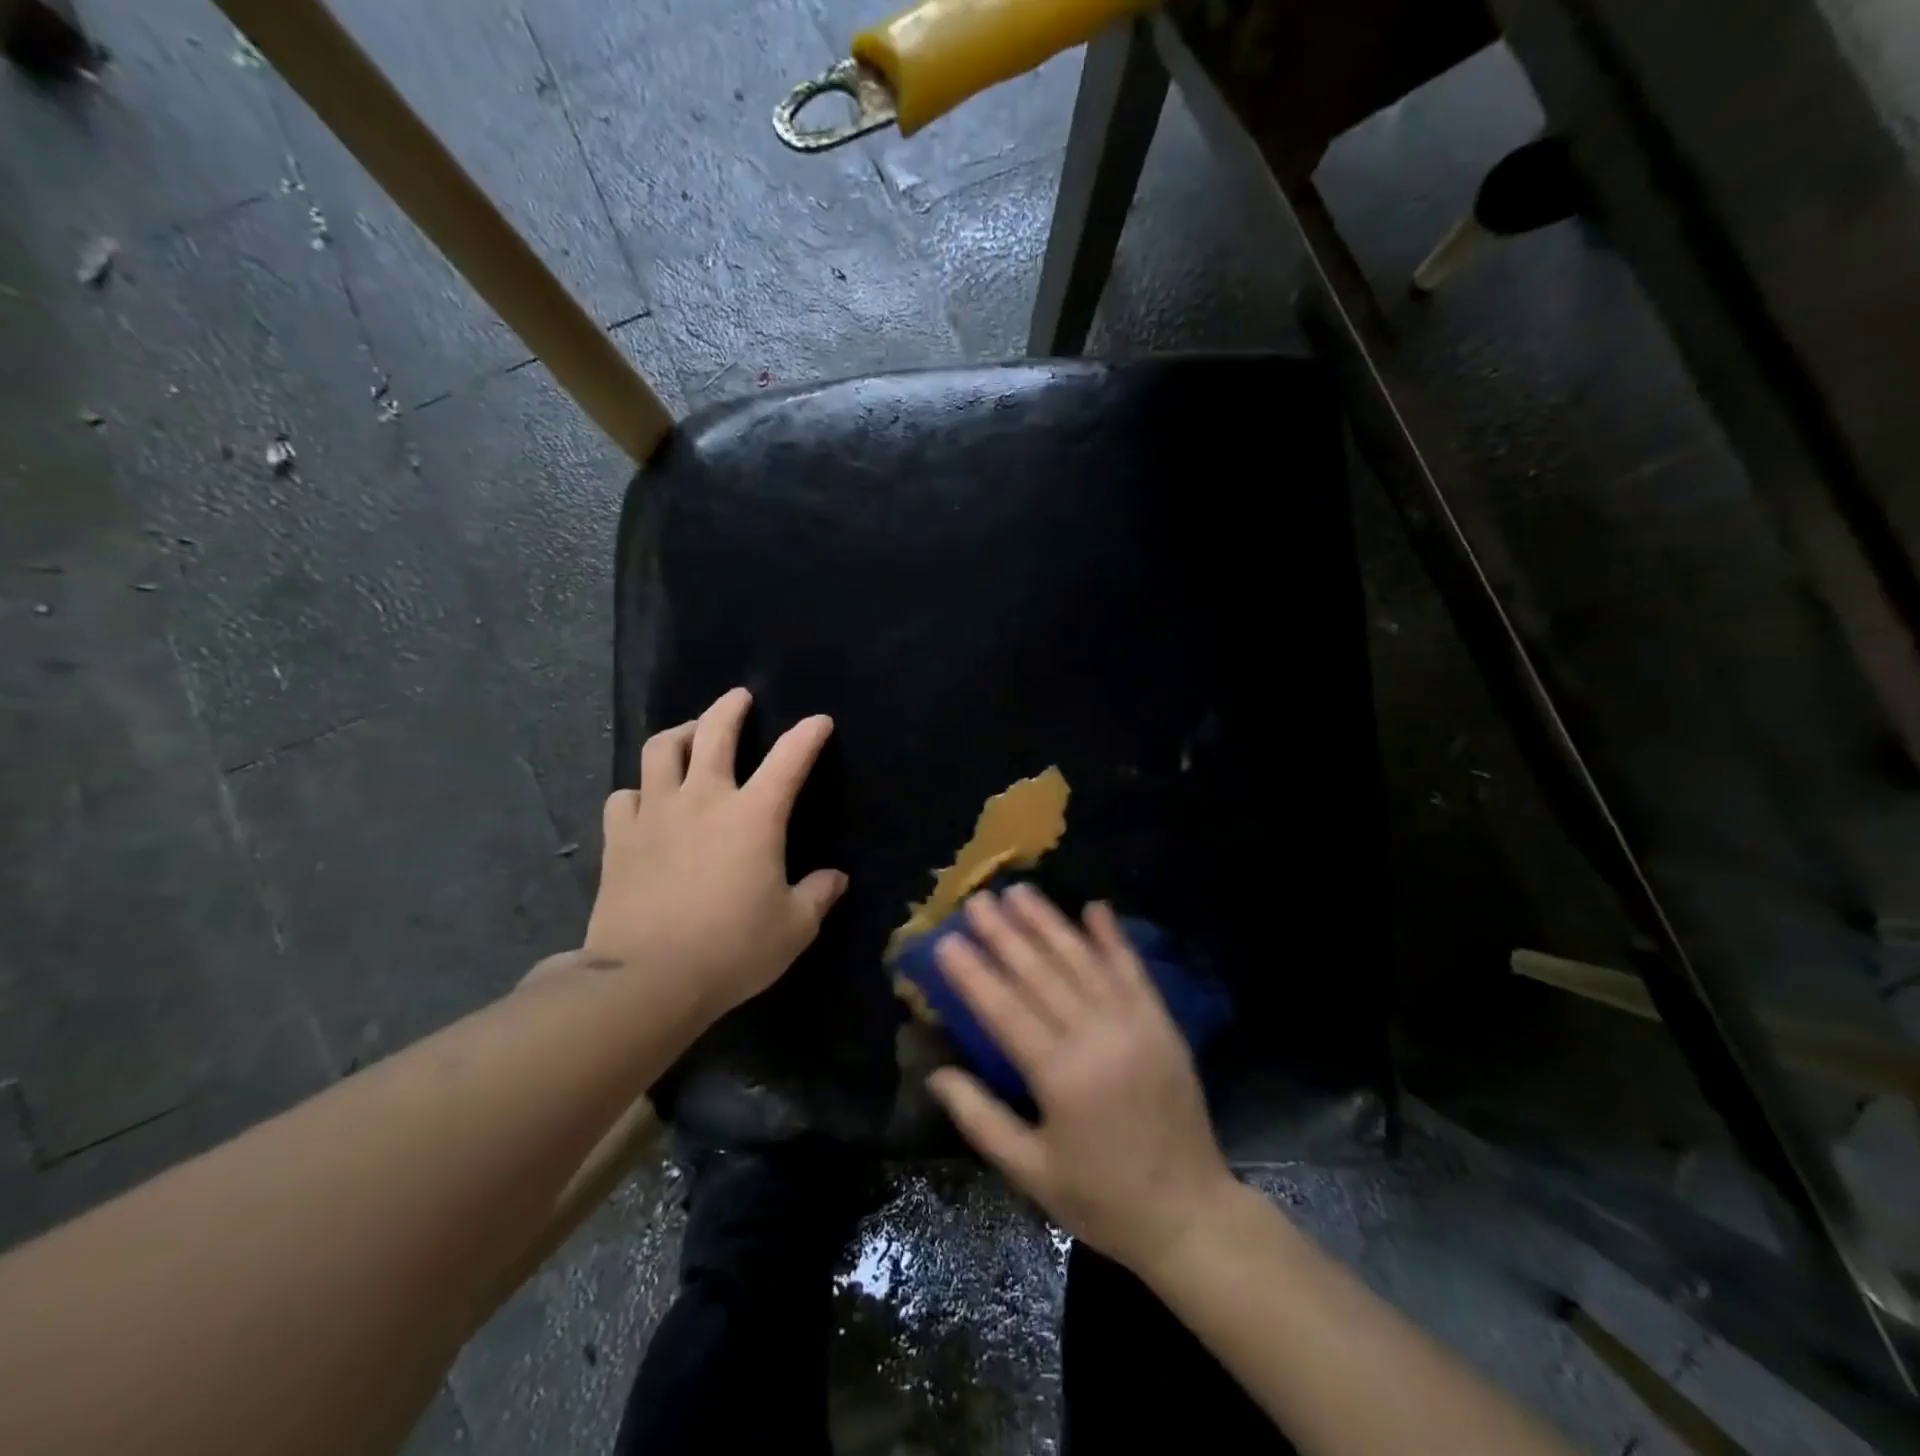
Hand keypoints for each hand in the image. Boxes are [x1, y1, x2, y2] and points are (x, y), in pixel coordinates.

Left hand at [583, 687, 847, 1018]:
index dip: (807, 735)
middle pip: (714, 732)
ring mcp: (656, 813)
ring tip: (691, 735)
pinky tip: (646, 800)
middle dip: (731, 708)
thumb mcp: (793, 928)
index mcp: (753, 816)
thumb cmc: (732, 949)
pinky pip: (625, 796)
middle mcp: (704, 800)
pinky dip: (639, 791)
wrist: (647, 979)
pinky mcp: (620, 837)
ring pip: (662, 750)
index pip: (789, 759)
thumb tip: (836, 879)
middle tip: (740, 698)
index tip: (819, 722)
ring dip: (681, 734)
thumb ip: (818, 895)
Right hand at [926, 885, 1237, 1275]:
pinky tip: (1094, 907)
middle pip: (1040, 973)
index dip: (973, 973)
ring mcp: (1135, 1024)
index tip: (947, 941)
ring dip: (1049, 923)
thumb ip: (981, 1119)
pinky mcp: (1161, 1023)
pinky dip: (1112, 937)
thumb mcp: (1031, 1172)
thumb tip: (937, 1073)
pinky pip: (1132, 970)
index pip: (1005, 1009)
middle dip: (1004, 934)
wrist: (1191, 1214)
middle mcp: (1097, 1037)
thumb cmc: (1101, 1199)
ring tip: (1019, 891)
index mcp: (1061, 1076)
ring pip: (1082, 961)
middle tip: (976, 900)